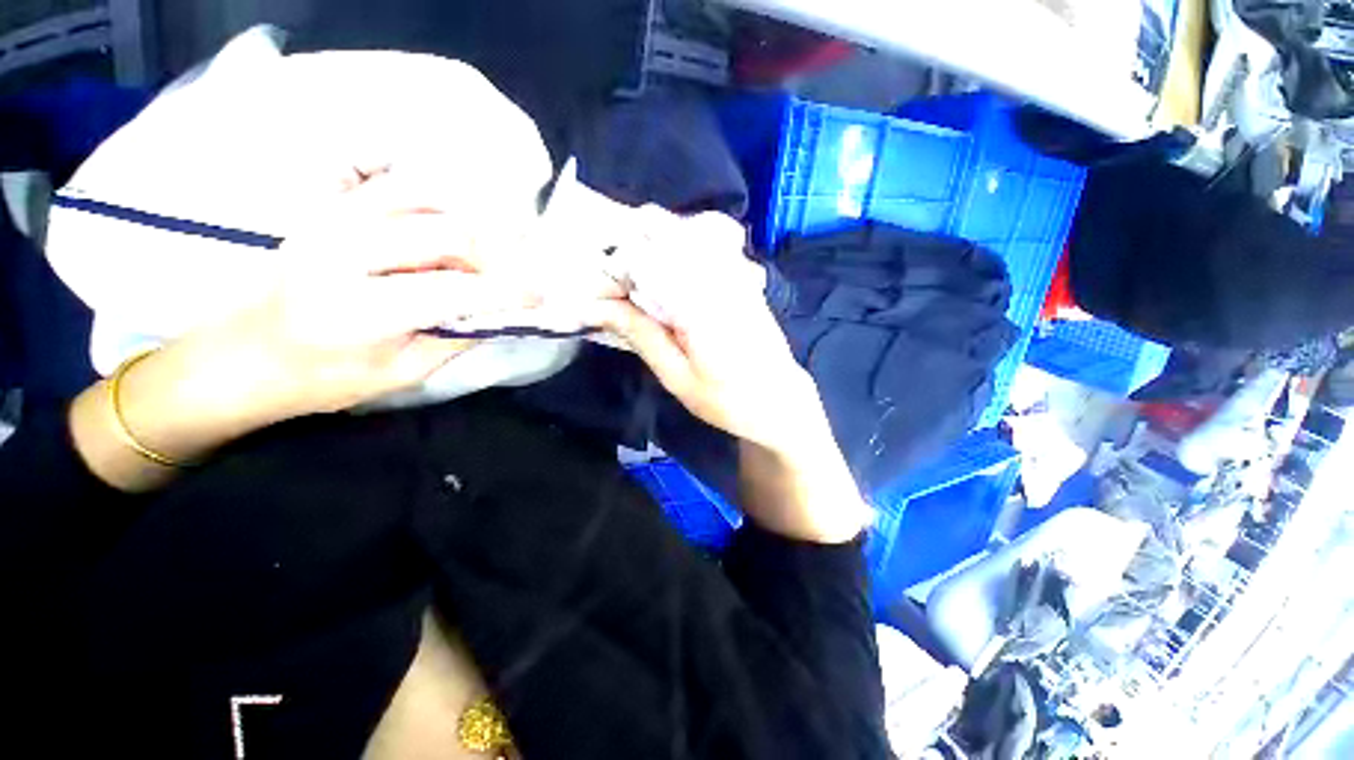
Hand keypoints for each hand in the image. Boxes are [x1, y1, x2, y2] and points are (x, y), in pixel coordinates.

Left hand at [70, 206, 558, 492]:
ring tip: (474, 254)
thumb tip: (500, 311)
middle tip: (501, 279)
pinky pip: (391, 184)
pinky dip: (431, 198)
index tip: (540, 294)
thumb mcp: (403, 373)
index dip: (508, 290)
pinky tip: (442, 224)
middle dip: (490, 255)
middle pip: (446, 232)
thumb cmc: (324, 378)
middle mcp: (343, 252)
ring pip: (422, 195)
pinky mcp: (325, 209)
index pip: (457, 289)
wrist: (243, 356)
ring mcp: (329, 220)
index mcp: (361, 310)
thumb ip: (457, 336)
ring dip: (464, 223)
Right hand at [589, 210, 870, 541]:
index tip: (595, 292)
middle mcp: (720, 277)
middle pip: (666, 235)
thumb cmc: (727, 399)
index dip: (614, 268)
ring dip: (655, 247)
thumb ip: (641, 335)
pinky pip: (708, 248)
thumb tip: (598, 307)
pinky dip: (681, 251)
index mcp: (699, 303)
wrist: (781, 401)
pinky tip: (670, 274)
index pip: (646, 260)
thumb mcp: (677, 376)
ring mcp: (737, 274)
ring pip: (687, 236)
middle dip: (632, 251)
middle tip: (613, 284)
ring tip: (635, 276)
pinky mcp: (744, 279)